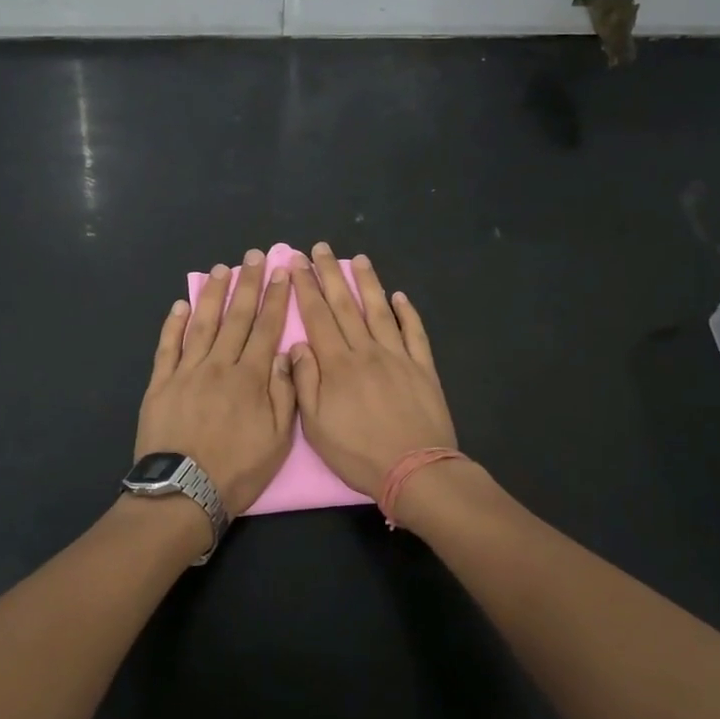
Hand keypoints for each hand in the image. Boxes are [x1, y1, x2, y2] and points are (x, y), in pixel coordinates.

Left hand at [135, 250, 297, 515]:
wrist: (183, 492)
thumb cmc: (237, 470)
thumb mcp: (278, 440)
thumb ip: (284, 393)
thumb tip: (285, 352)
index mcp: (250, 378)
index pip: (266, 328)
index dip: (275, 299)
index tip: (281, 273)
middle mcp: (219, 366)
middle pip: (236, 317)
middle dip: (247, 284)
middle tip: (253, 256)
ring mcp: (186, 372)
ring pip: (203, 324)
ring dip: (213, 295)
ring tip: (222, 270)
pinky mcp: (160, 383)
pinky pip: (168, 347)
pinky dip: (174, 325)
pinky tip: (181, 305)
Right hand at [289, 243, 456, 499]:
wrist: (416, 470)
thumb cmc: (359, 453)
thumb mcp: (317, 426)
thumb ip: (305, 382)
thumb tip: (298, 345)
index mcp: (338, 365)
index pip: (317, 317)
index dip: (305, 288)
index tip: (296, 262)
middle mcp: (367, 351)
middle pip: (346, 305)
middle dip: (330, 274)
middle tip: (321, 248)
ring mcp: (398, 357)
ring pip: (380, 311)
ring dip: (368, 283)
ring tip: (358, 259)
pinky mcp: (422, 368)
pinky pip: (414, 333)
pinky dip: (407, 313)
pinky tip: (400, 297)